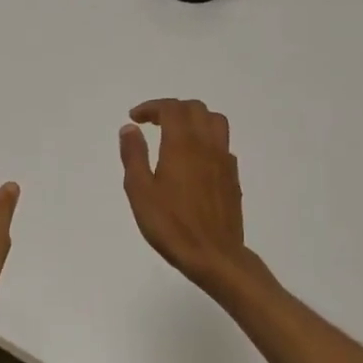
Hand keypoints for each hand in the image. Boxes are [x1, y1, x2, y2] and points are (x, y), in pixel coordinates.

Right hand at [120, 99, 257, 293]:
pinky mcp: (233, 177)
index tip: (135, 118)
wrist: (214, 255)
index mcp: (182, 145)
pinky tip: (193, 159)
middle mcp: (207, 145)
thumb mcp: (140, 191)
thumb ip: (133, 156)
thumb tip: (130, 129)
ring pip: (215, 122)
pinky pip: (222, 144)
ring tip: (175, 134)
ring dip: (194, 119)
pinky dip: (206, 139)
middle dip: (172, 109)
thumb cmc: (170, 224)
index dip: (151, 107)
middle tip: (152, 123)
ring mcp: (224, 161)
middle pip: (195, 109)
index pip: (171, 108)